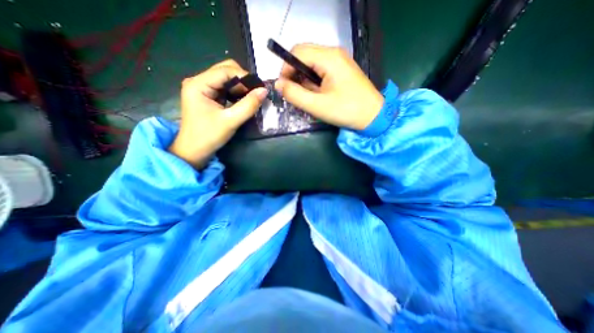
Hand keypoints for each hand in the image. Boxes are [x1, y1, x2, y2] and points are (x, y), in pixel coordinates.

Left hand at [168, 59, 267, 168]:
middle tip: (257, 93)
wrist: (194, 151)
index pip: (225, 70)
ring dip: (241, 87)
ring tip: (254, 98)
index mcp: (198, 84)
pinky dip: (237, 93)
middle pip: (225, 71)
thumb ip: (248, 105)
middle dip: (243, 81)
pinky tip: (244, 101)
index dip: (245, 76)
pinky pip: (226, 89)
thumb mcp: (231, 121)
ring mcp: (203, 89)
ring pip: (227, 80)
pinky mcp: (208, 96)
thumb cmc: (209, 136)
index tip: (261, 87)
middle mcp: (198, 81)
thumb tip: (264, 91)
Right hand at [275, 43, 382, 131]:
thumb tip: (278, 84)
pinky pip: (321, 70)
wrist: (373, 116)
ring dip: (305, 79)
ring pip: (312, 63)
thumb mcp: (317, 105)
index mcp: (328, 58)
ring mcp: (339, 60)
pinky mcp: (342, 70)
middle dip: (295, 74)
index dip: (286, 68)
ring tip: (310, 97)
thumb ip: (295, 94)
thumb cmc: (346, 111)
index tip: (284, 87)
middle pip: (304, 55)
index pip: (297, 52)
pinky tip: (319, 94)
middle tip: (296, 94)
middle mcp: (334, 53)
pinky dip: (314, 81)